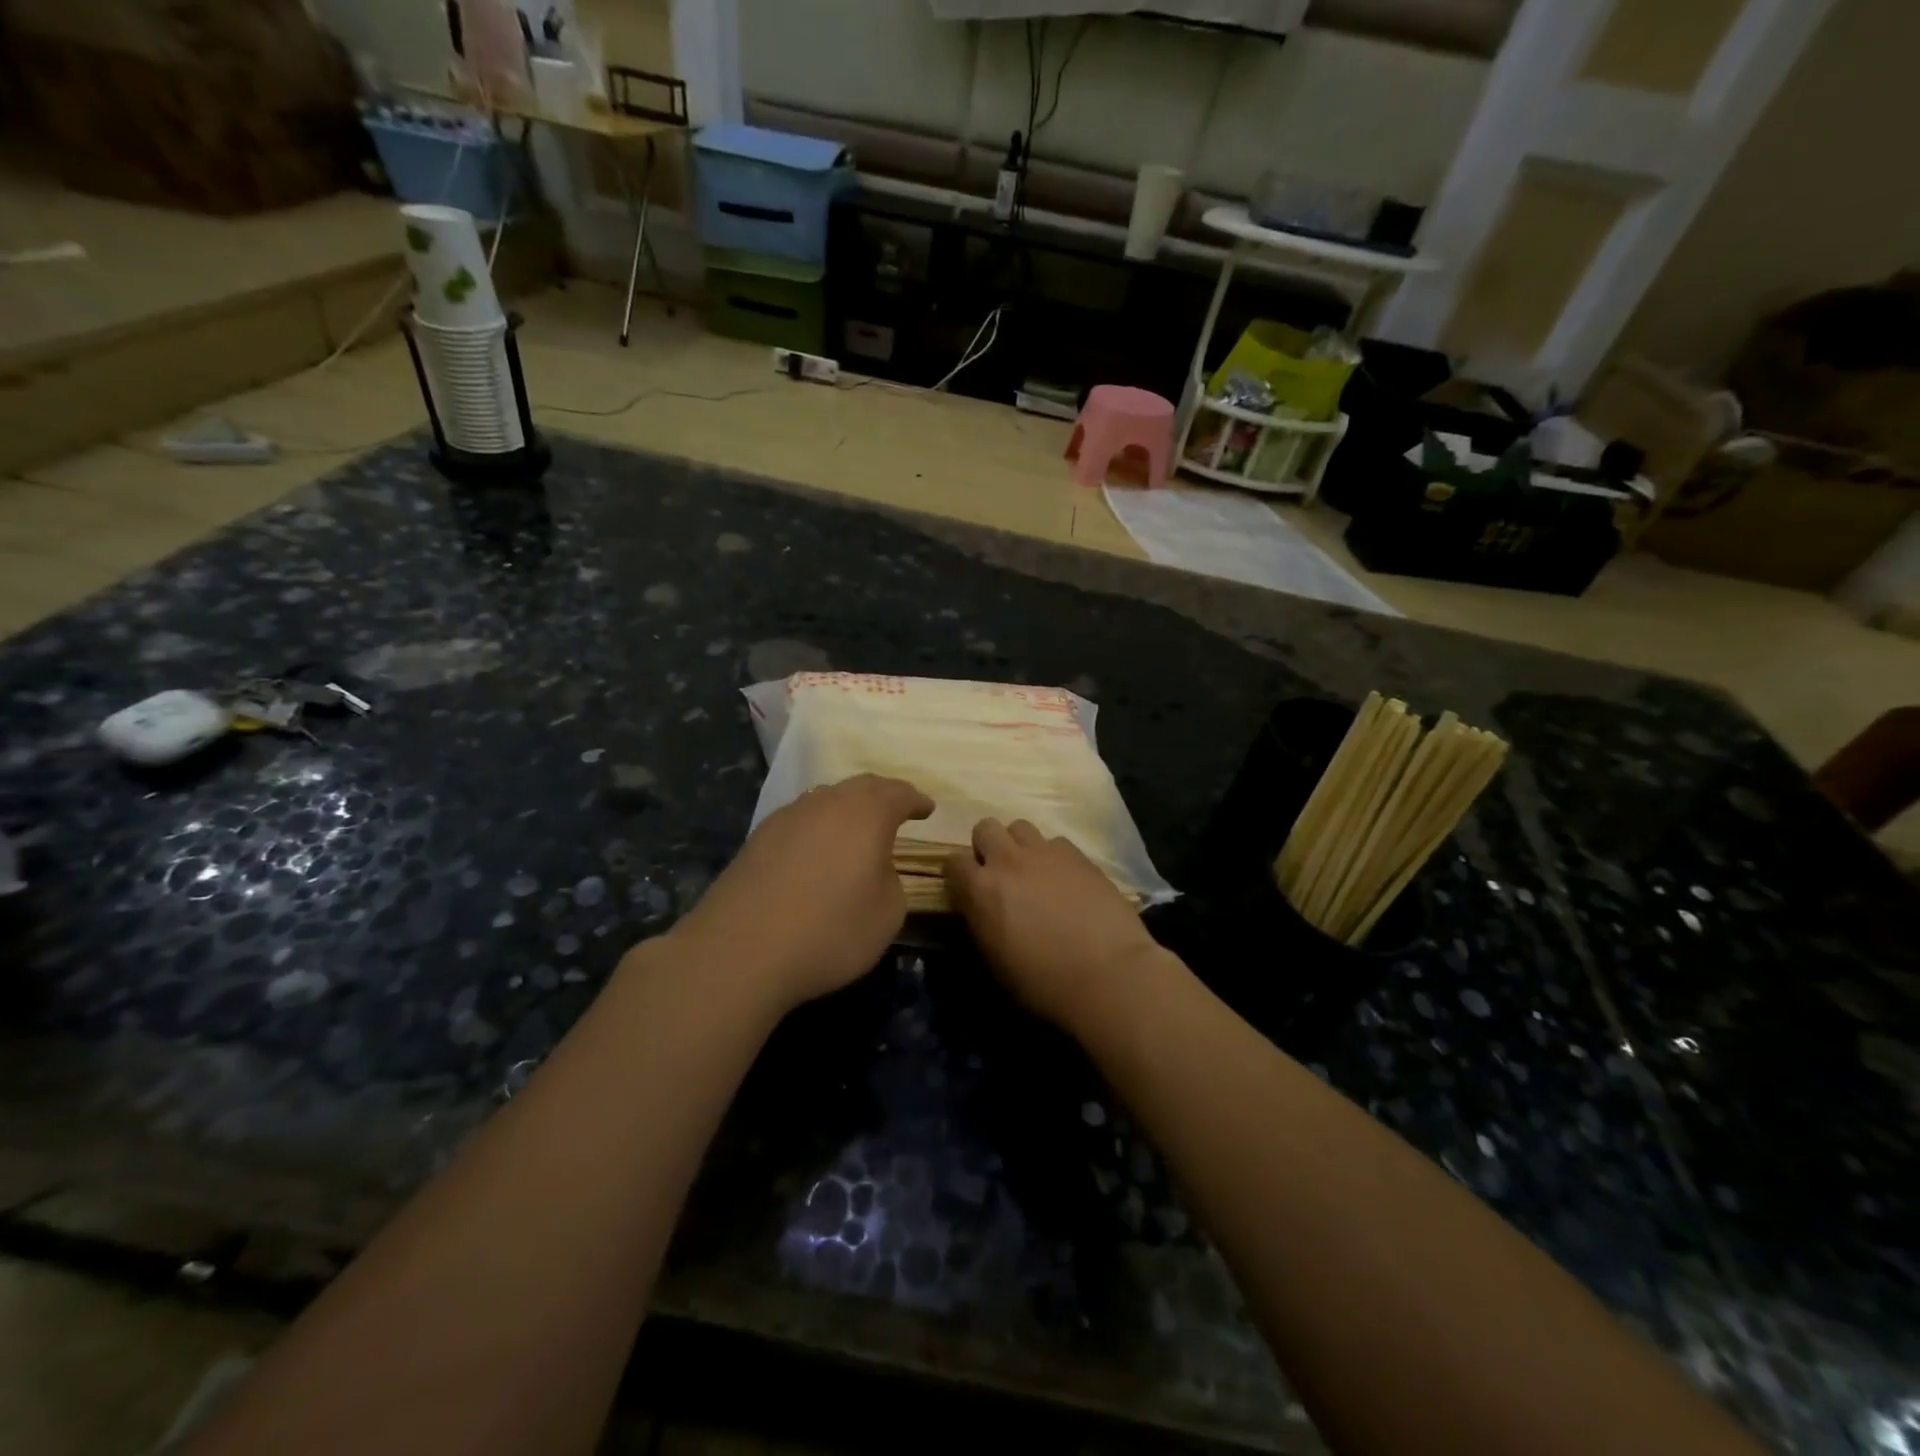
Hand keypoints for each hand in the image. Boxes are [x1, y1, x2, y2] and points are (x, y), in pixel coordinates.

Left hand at [666, 774, 933, 1015]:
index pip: (898, 793)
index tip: (927, 809)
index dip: (916, 800)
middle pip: (860, 787)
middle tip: (896, 810)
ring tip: (856, 830)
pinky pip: (800, 820)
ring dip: (846, 809)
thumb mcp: (888, 914)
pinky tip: (816, 850)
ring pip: (826, 799)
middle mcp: (826, 803)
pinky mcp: (757, 838)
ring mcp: (787, 817)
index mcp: (866, 814)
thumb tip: (876, 868)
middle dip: (882, 796)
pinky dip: (817, 827)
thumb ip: (892, 881)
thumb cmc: (829, 931)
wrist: (740, 951)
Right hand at [944, 819, 1166, 1029]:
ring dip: (1019, 845)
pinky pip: (1055, 842)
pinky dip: (1053, 856)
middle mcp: (1008, 861)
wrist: (1107, 974)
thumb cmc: (1044, 982)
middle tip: (999, 874)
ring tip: (1032, 870)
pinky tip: (1065, 879)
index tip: (968, 890)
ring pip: (1020, 826)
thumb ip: (981, 922)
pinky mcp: (1078, 855)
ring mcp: (1045, 853)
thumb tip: (980, 909)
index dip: (959, 875)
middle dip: (987, 847)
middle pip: (985, 828)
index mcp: (981, 889)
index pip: (953, 862)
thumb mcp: (995, 961)